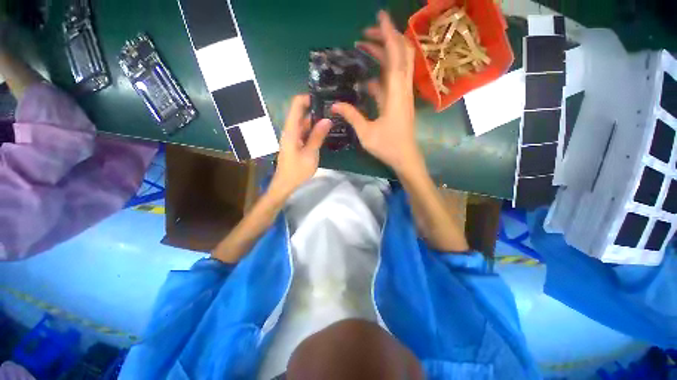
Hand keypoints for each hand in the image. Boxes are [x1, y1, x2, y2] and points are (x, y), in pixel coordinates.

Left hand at [269, 94, 331, 199]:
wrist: (286, 184)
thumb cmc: (297, 170)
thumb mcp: (310, 153)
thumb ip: (318, 136)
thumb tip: (327, 120)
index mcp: (291, 130)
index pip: (296, 105)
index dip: (307, 98)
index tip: (323, 98)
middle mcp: (291, 130)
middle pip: (301, 113)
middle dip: (316, 108)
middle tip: (333, 109)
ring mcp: (293, 137)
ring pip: (305, 123)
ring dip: (317, 120)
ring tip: (333, 118)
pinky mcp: (296, 143)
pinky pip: (305, 132)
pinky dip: (314, 130)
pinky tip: (325, 131)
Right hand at [332, 11, 422, 174]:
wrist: (405, 157)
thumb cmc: (387, 146)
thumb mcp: (366, 133)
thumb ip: (351, 116)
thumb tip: (334, 105)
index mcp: (395, 94)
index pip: (395, 56)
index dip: (388, 34)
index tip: (379, 17)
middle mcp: (402, 89)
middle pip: (401, 54)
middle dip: (385, 38)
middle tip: (365, 34)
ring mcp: (402, 95)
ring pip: (397, 66)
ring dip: (383, 54)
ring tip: (364, 48)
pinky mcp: (400, 102)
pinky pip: (392, 82)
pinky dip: (380, 75)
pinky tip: (366, 79)